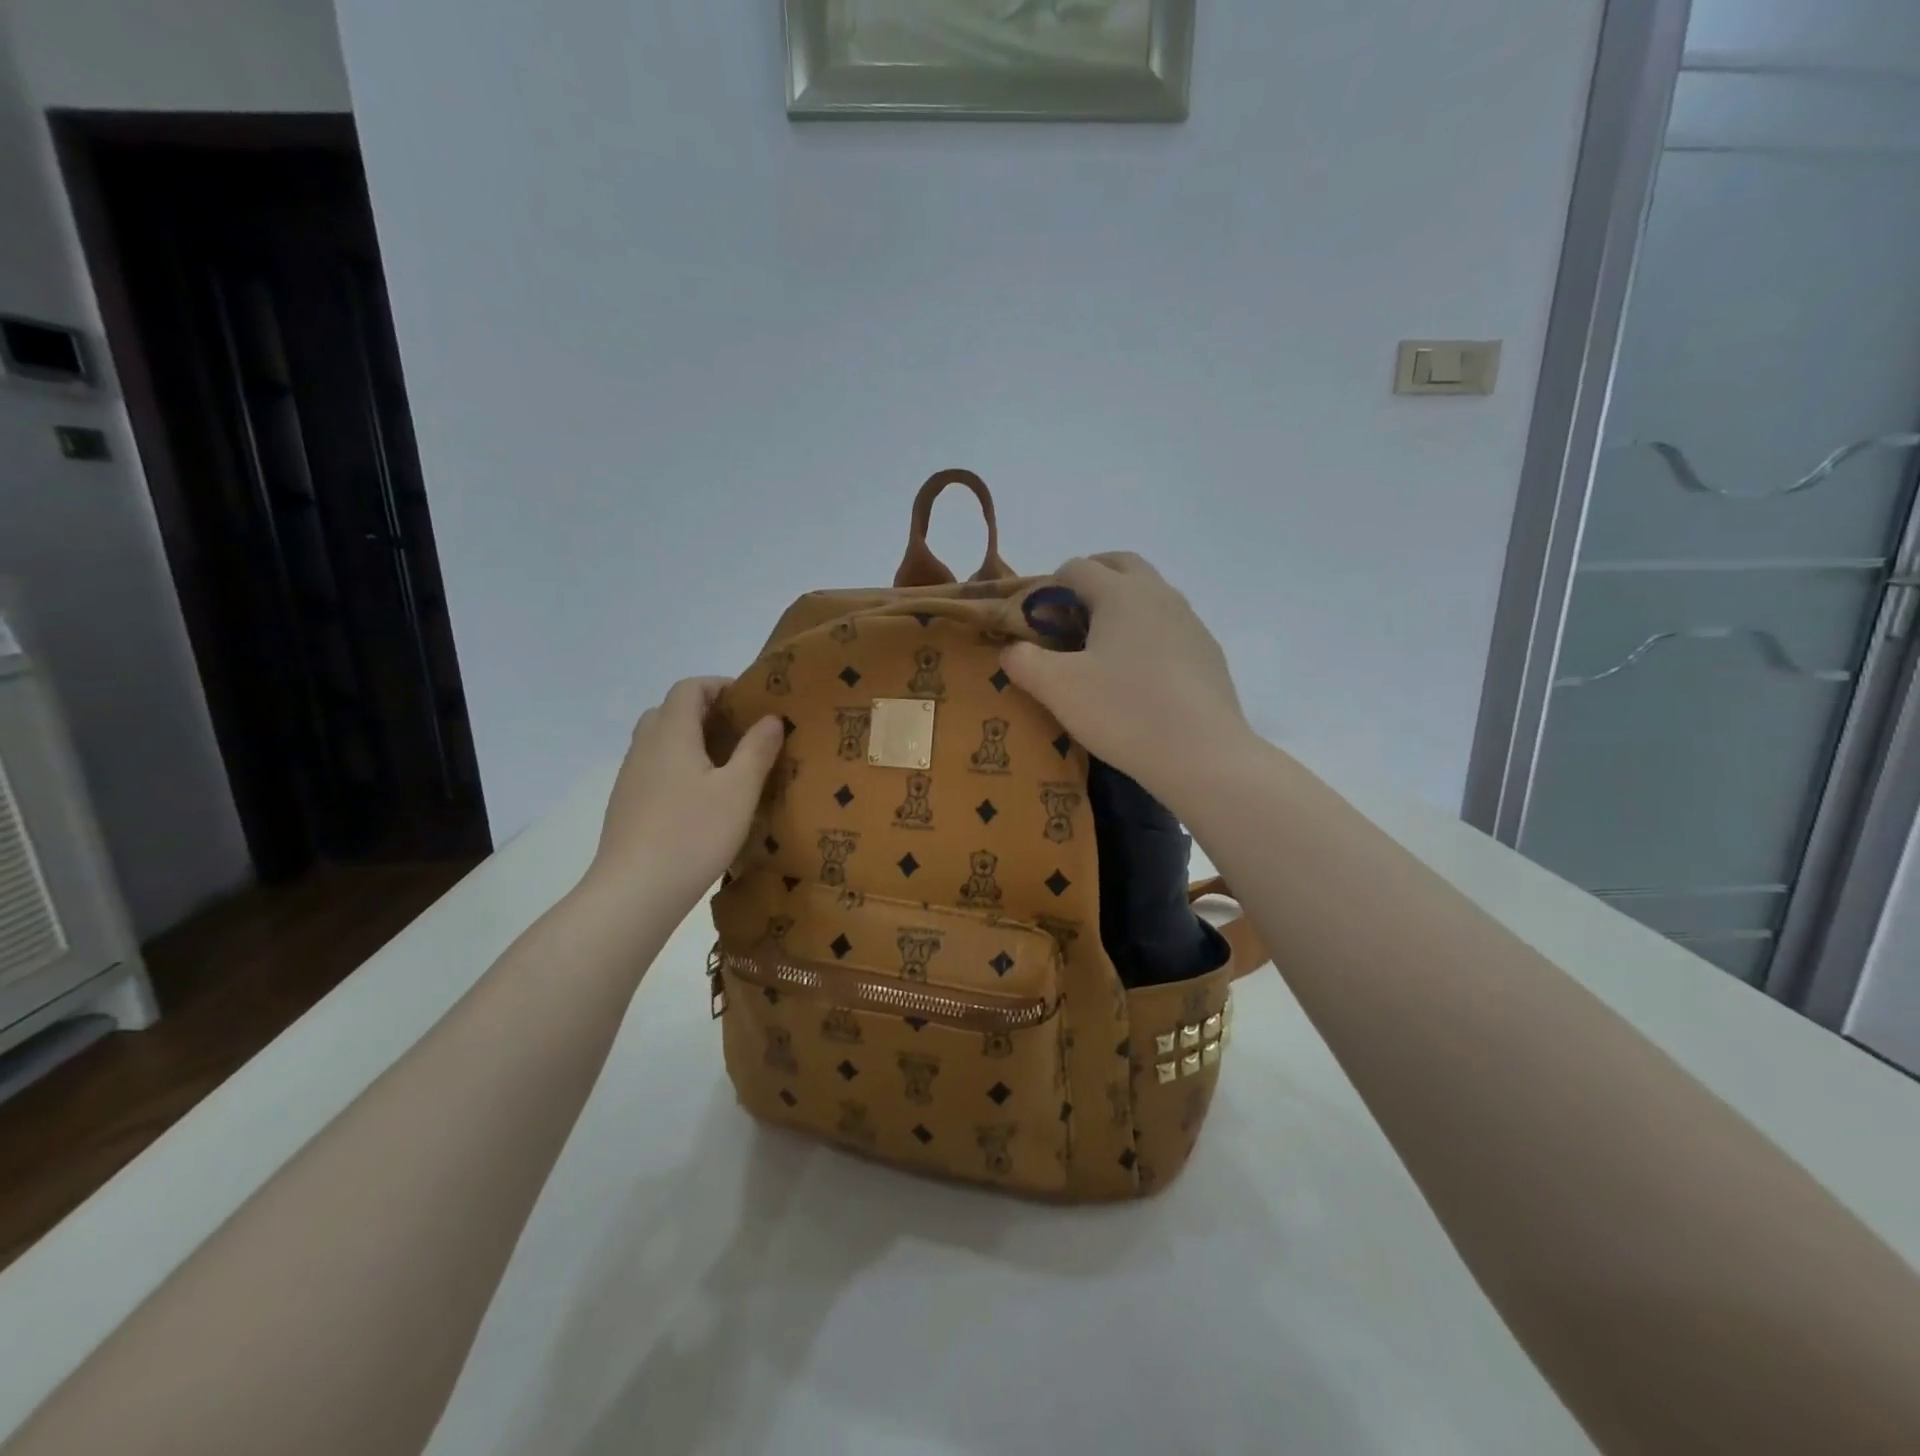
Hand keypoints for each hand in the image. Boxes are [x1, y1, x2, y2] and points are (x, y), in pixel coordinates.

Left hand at [585, 678, 783, 911]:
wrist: (634, 891)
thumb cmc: (693, 834)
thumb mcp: (739, 791)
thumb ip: (757, 750)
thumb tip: (770, 718)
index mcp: (671, 734)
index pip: (689, 688)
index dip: (719, 685)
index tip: (750, 701)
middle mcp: (645, 747)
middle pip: (670, 711)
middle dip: (705, 711)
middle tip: (739, 731)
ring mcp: (630, 777)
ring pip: (660, 741)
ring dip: (690, 740)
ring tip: (726, 765)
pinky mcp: (626, 805)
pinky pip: (654, 768)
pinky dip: (678, 766)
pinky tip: (700, 798)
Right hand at [999, 554, 1252, 812]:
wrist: (1202, 755)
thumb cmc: (1124, 712)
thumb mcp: (1057, 688)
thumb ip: (1023, 661)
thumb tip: (1012, 649)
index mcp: (1121, 593)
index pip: (1077, 567)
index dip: (1049, 588)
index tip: (1036, 623)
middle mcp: (1159, 595)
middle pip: (1120, 565)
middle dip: (1090, 580)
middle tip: (1068, 618)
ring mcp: (1190, 622)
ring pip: (1149, 594)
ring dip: (1121, 606)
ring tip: (1101, 648)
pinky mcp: (1208, 653)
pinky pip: (1170, 626)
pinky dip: (1147, 634)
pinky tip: (1138, 677)